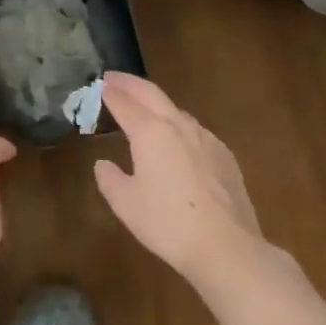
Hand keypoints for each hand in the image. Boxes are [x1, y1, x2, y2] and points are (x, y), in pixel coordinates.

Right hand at [93, 72, 268, 285]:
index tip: (99, 85)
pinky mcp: (224, 154)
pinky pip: (195, 130)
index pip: (125, 103)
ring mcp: (206, 138)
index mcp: (151, 132)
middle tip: (114, 79)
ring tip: (142, 108)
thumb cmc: (167, 224)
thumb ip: (110, 179)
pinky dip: (177, 124)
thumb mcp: (126, 204)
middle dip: (131, 84)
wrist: (226, 245)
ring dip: (155, 103)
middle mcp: (180, 126)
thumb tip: (103, 164)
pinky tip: (176, 139)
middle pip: (152, 94)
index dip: (110, 93)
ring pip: (176, 111)